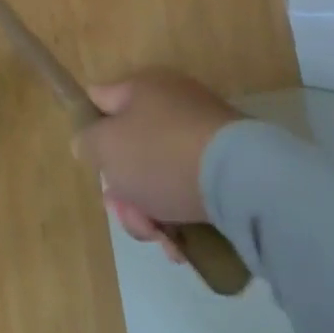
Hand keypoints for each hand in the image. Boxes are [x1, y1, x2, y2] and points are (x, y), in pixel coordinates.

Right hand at [76, 69, 244, 253]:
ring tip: (162, 241)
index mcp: (141, 87)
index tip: (94, 165)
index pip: (100, 100)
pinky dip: (183, 217)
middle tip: (127, 215)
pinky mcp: (231, 167)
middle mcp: (173, 103)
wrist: (245, 182)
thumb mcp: (106, 146)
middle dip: (124, 189)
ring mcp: (204, 135)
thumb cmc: (162, 154)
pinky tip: (183, 245)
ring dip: (152, 211)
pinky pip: (192, 190)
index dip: (90, 131)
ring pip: (160, 175)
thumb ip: (87, 142)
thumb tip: (90, 144)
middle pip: (131, 148)